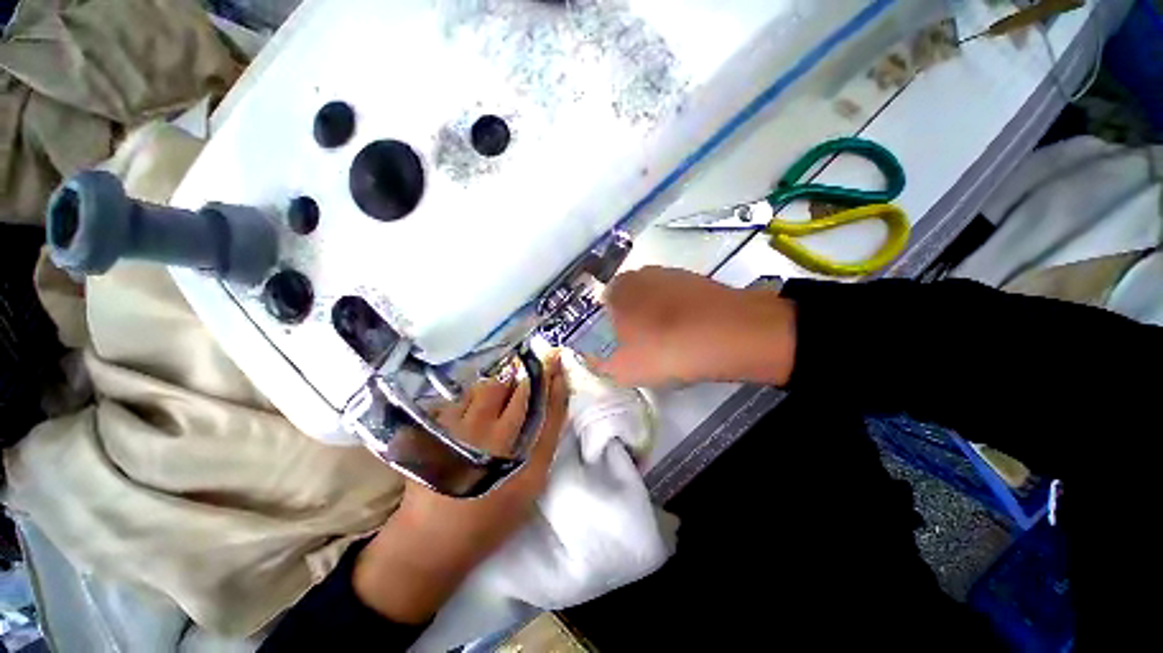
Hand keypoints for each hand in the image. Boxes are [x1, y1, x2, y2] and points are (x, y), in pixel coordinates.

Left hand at [353, 355, 568, 623]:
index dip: (552, 380)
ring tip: (500, 404)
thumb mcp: (530, 486)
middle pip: (514, 387)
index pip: (542, 404)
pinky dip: (477, 398)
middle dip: (526, 378)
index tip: (557, 360)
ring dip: (500, 388)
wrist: (431, 540)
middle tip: (531, 377)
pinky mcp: (437, 427)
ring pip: (488, 387)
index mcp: (516, 453)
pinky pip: (465, 397)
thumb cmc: (490, 517)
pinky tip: (476, 416)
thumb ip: (546, 442)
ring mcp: (458, 427)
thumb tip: (553, 402)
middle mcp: (487, 434)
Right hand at [589, 266, 796, 386]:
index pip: (603, 306)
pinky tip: (691, 332)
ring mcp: (673, 274)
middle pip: (630, 300)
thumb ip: (599, 363)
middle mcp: (642, 274)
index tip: (621, 346)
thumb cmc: (664, 350)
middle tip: (644, 346)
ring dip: (657, 316)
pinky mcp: (699, 281)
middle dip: (633, 321)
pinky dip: (680, 313)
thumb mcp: (622, 369)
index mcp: (618, 290)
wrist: (729, 335)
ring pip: (655, 299)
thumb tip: (592, 358)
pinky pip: (679, 300)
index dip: (610, 328)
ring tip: (670, 341)